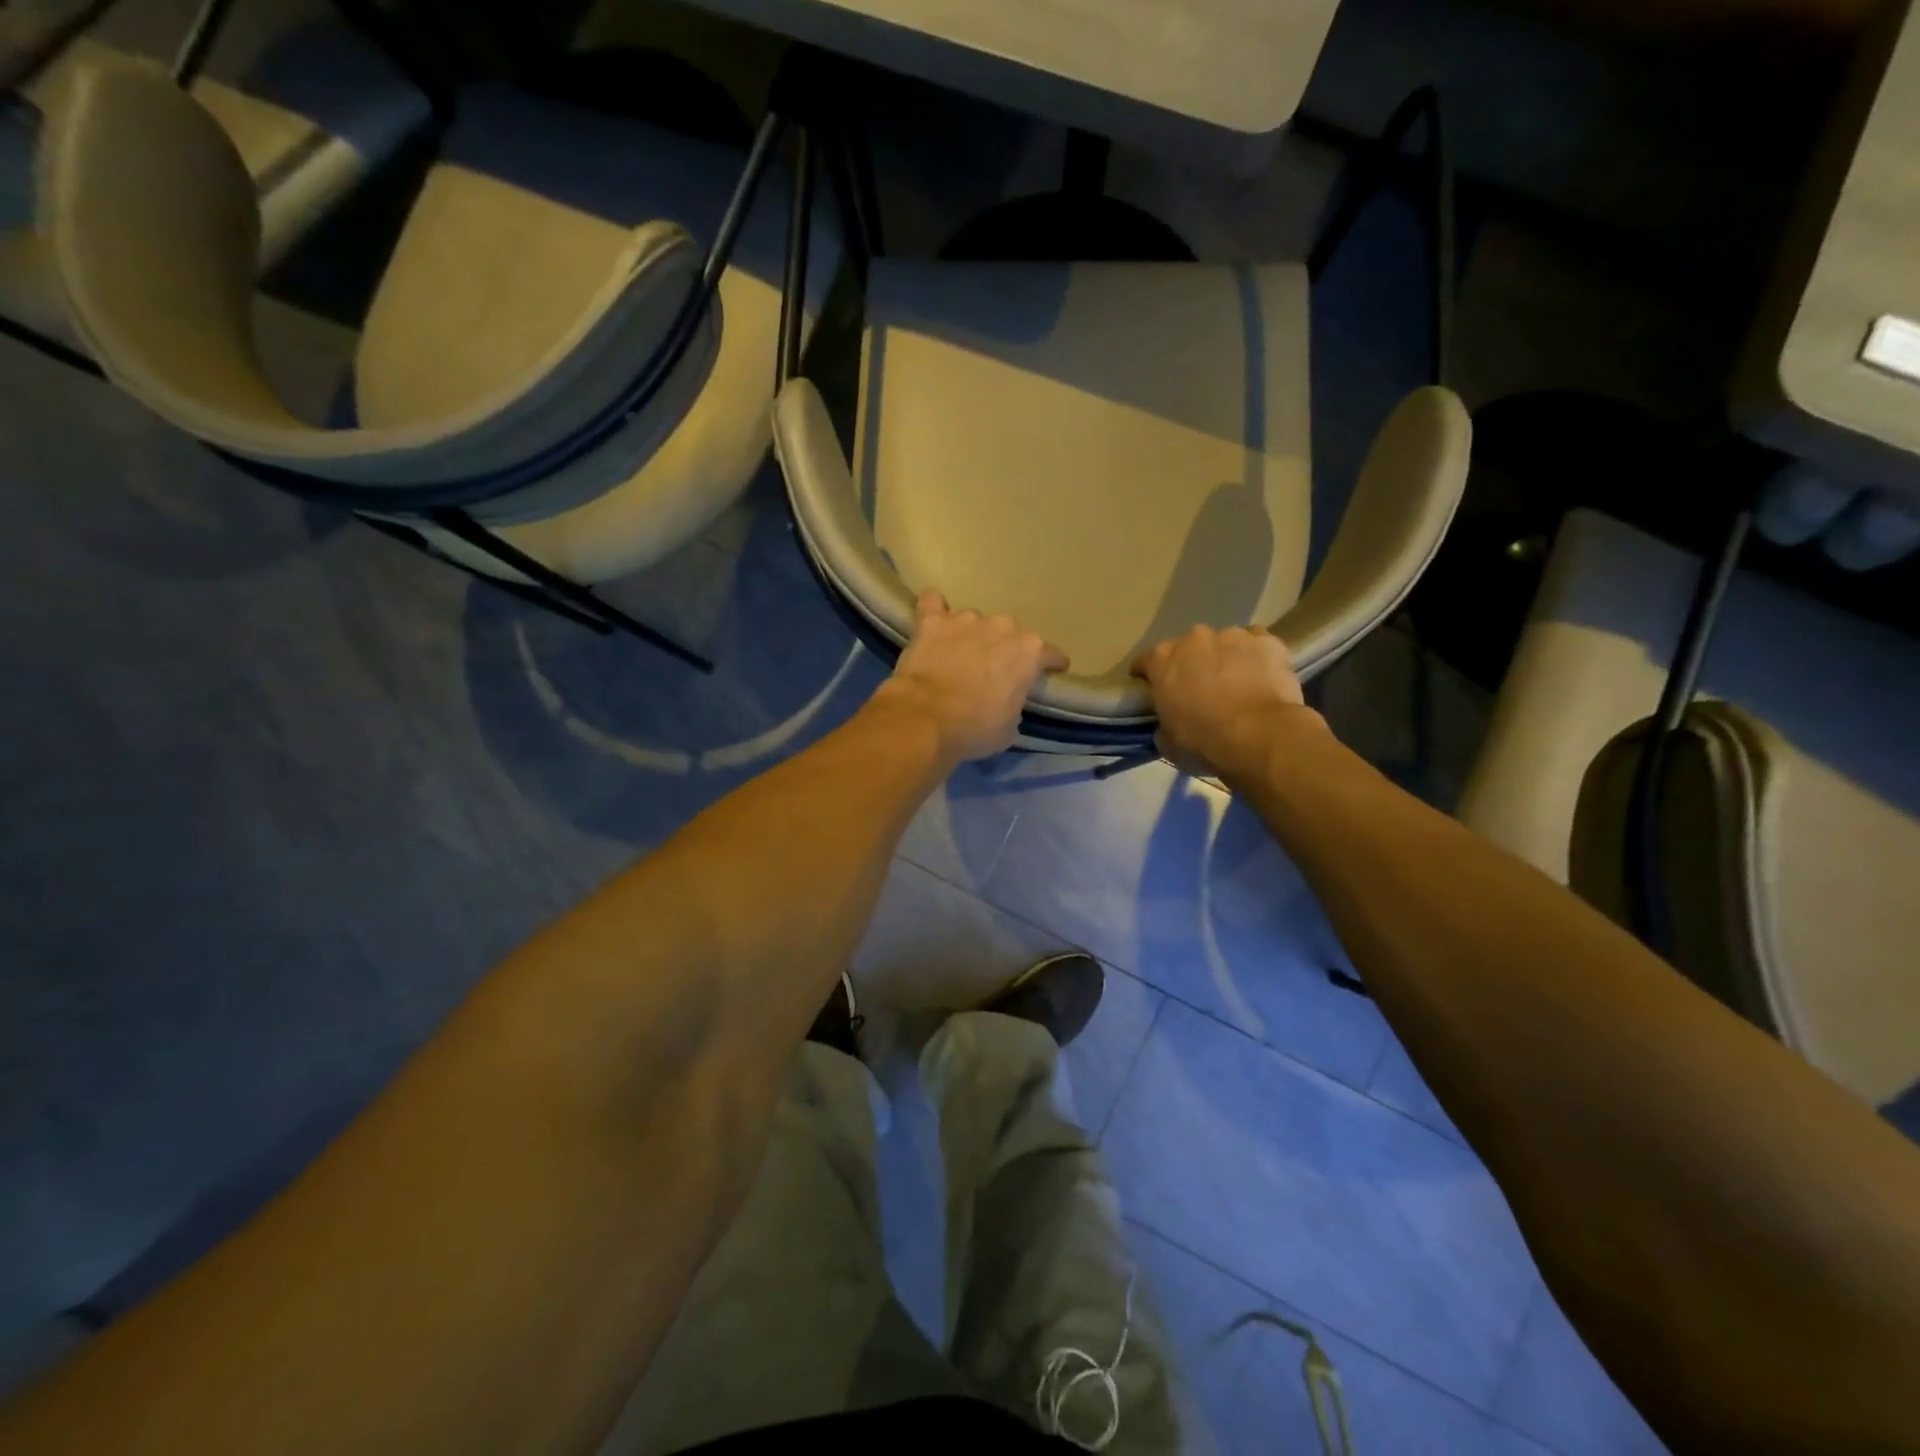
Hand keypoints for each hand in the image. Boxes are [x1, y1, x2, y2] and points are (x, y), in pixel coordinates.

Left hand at [874, 591, 1068, 763]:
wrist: (926, 719)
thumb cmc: (975, 729)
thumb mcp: (1009, 728)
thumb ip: (1014, 705)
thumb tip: (1005, 701)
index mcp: (1030, 652)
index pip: (1050, 654)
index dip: (1050, 664)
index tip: (1049, 671)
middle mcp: (1002, 627)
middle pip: (1010, 633)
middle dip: (1004, 649)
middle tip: (992, 671)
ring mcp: (966, 620)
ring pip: (975, 622)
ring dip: (971, 635)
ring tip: (959, 655)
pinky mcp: (932, 621)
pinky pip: (933, 603)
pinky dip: (935, 610)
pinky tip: (933, 621)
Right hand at [1131, 626, 1322, 778]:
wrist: (1258, 735)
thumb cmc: (1203, 741)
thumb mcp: (1167, 742)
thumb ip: (1163, 724)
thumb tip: (1169, 724)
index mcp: (1162, 660)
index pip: (1145, 661)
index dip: (1147, 675)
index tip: (1150, 687)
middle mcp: (1194, 639)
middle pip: (1187, 647)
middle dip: (1191, 664)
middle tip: (1198, 689)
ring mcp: (1232, 635)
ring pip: (1225, 643)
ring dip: (1225, 658)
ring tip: (1235, 684)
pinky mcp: (1267, 641)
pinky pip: (1257, 646)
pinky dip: (1256, 658)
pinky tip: (1261, 677)